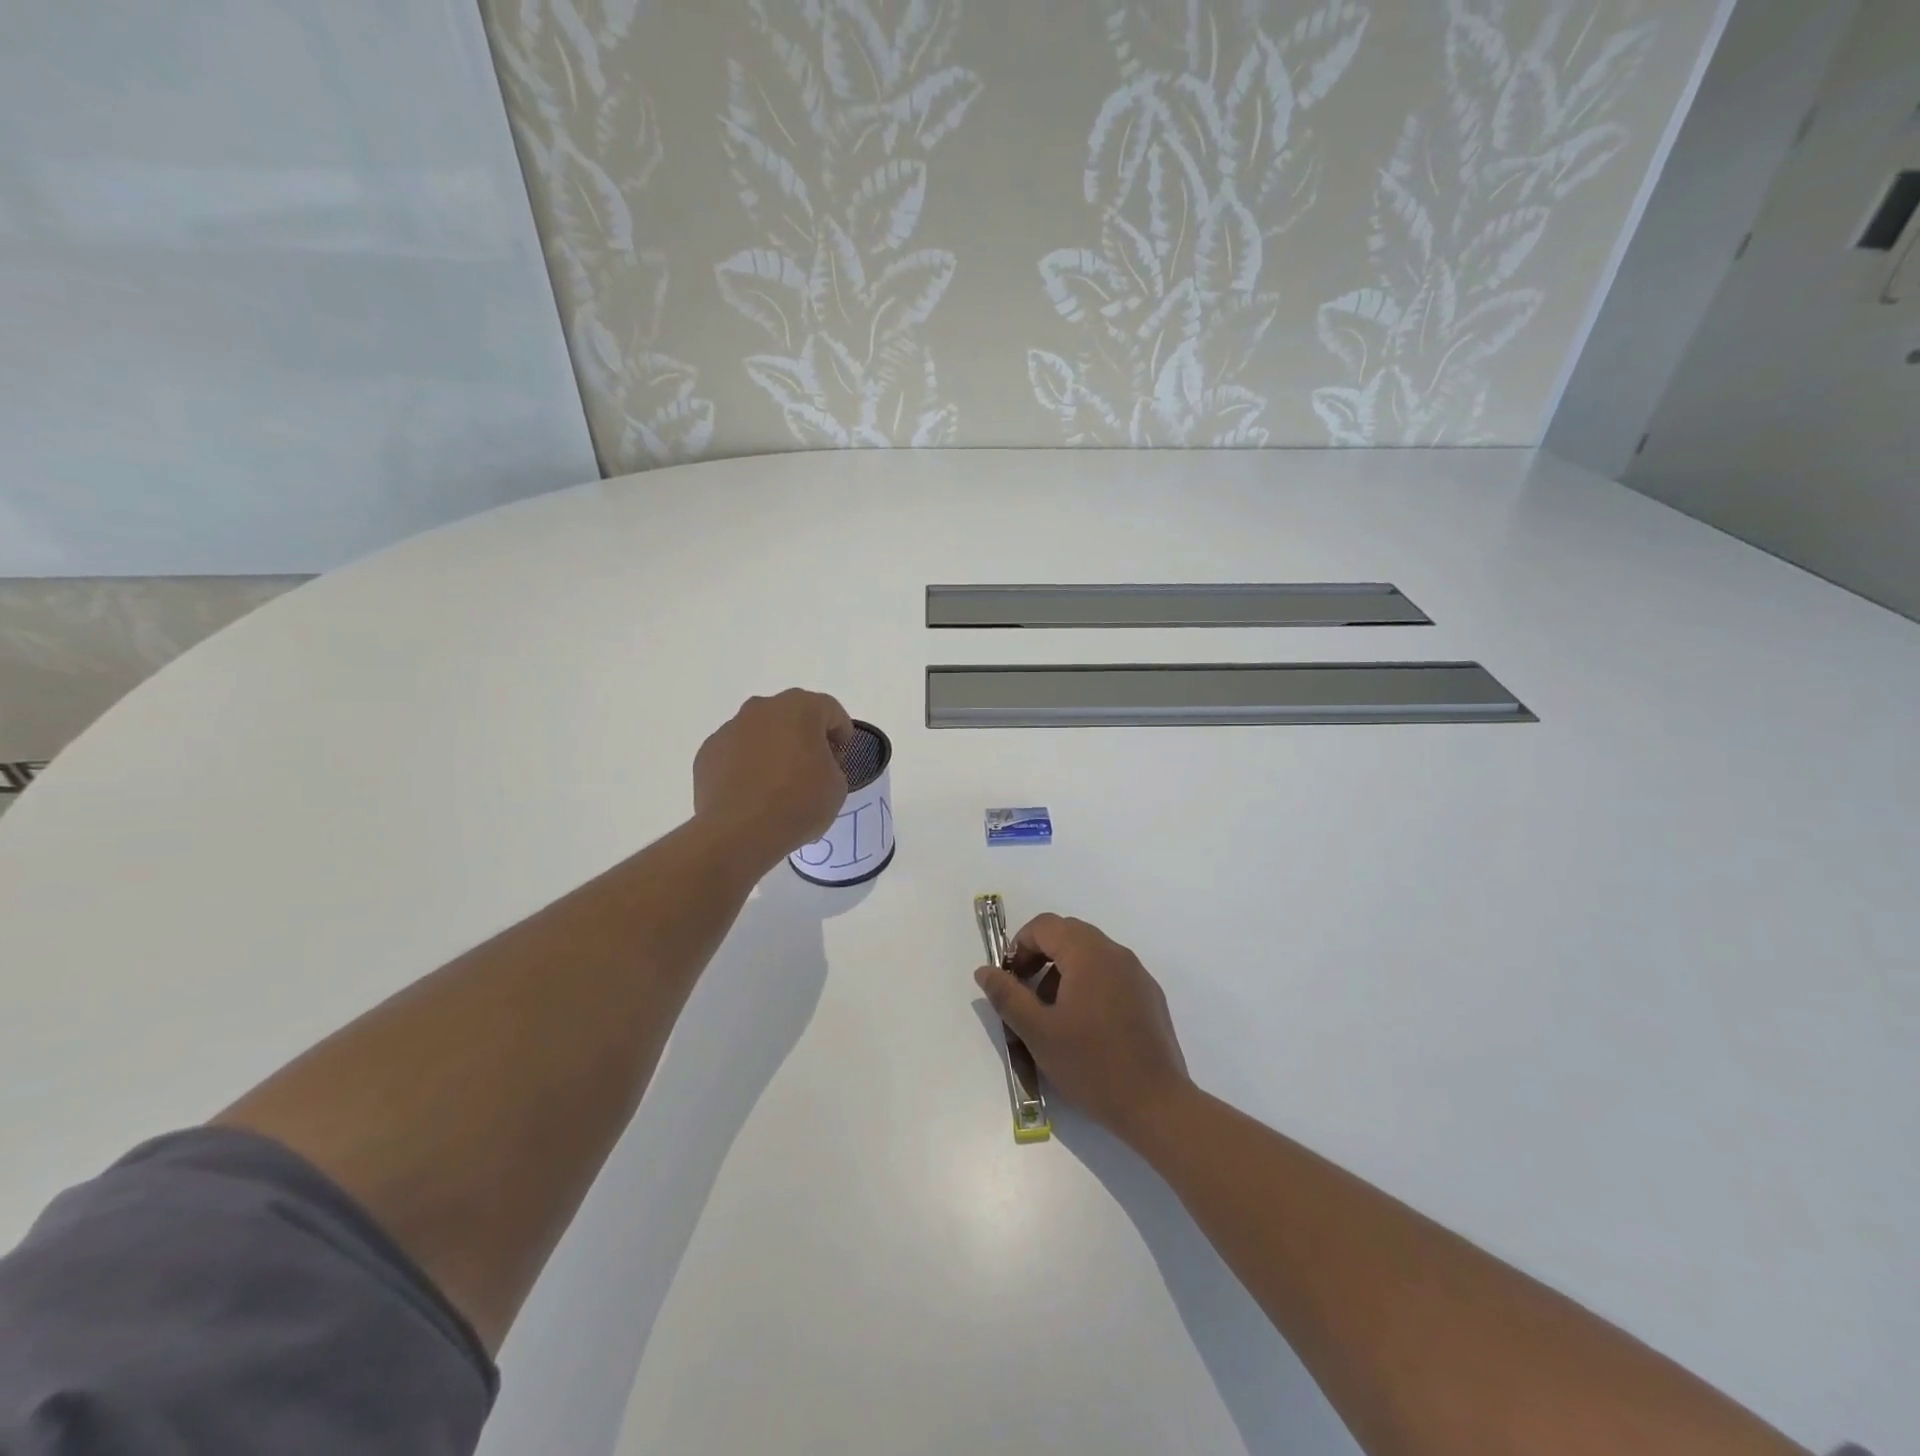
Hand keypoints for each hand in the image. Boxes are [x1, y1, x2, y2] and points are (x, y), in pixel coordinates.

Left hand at [693, 689, 852, 871]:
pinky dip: (748, 766)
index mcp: (800, 708)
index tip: (843, 757)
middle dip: (805, 736)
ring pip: (761, 732)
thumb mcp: (837, 786)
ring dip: (774, 749)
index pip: (830, 710)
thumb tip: (813, 764)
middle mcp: (762, 709)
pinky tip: (754, 793)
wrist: (739, 832)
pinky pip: (737, 753)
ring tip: (780, 784)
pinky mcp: (707, 753)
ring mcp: (730, 729)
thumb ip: (831, 764)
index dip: (841, 732)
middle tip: (814, 767)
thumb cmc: (798, 802)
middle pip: (792, 715)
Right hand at [974, 914, 1191, 1145]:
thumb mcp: (1038, 1032)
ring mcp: (1137, 974)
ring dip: (1063, 972)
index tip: (1009, 980)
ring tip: (1053, 1015)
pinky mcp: (1150, 996)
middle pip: (1068, 934)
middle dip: (1040, 957)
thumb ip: (1007, 995)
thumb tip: (985, 971)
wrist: (1157, 1105)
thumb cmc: (1091, 1064)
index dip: (1020, 946)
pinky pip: (1111, 974)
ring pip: (1090, 954)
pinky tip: (1086, 1027)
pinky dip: (1089, 984)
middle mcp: (1116, 953)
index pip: (1045, 925)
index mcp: (1088, 953)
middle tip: (1026, 995)